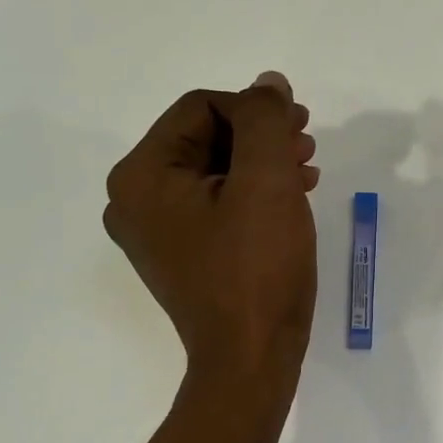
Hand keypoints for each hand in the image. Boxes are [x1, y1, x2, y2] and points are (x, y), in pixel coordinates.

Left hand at [104, 72, 319, 385]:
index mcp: (141, 176)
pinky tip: (291, 196)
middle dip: (260, 135)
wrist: (251, 359)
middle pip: (205, 137)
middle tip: (307, 143)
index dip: (254, 109)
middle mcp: (135, 199)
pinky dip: (253, 192)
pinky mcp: (182, 253)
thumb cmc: (256, 268)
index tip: (299, 127)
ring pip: (214, 170)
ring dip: (262, 161)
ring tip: (306, 169)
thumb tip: (267, 83)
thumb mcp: (266, 181)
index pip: (200, 108)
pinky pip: (216, 203)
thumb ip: (265, 120)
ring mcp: (156, 231)